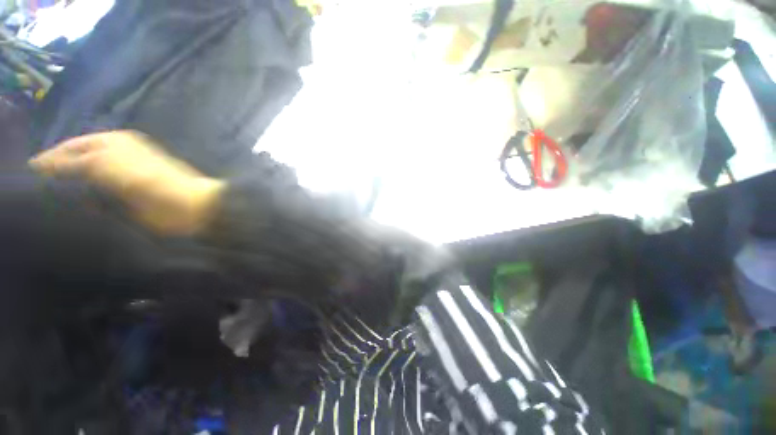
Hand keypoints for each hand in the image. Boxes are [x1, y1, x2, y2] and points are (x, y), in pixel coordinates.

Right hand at [30, 130, 225, 235]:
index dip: (47, 161)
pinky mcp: (128, 197)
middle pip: (76, 163)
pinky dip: (83, 203)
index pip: (68, 147)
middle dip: (54, 176)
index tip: (25, 178)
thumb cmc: (149, 181)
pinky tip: (70, 212)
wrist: (190, 206)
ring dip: (68, 191)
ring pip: (85, 181)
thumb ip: (71, 162)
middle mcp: (114, 156)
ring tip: (45, 205)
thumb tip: (39, 165)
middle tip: (32, 195)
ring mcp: (122, 177)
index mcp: (110, 142)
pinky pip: (98, 198)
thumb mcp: (104, 164)